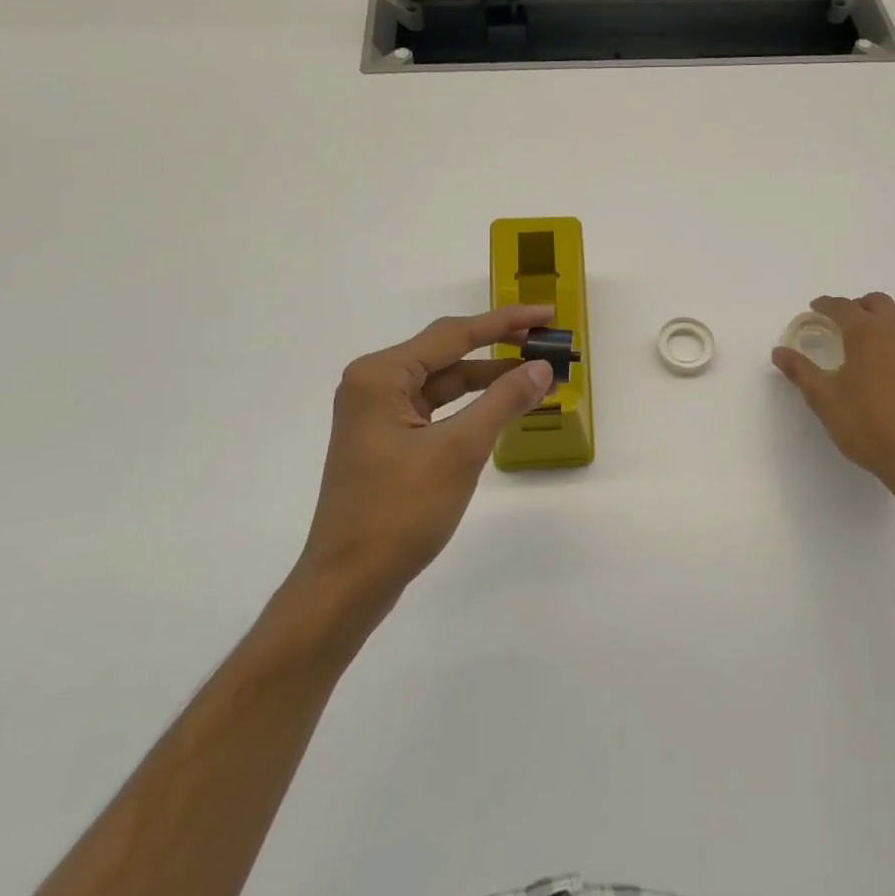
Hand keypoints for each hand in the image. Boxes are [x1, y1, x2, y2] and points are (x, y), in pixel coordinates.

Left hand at [297, 305, 556, 616]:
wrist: (348, 582)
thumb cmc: (400, 511)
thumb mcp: (460, 451)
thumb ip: (503, 401)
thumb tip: (541, 368)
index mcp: (381, 375)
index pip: (453, 334)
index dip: (505, 322)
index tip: (546, 314)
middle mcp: (374, 384)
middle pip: (446, 352)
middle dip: (498, 347)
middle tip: (545, 342)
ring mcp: (377, 413)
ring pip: (442, 382)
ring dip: (487, 379)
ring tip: (534, 376)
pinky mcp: (385, 440)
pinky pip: (435, 408)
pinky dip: (469, 405)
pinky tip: (500, 407)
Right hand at [772, 293, 894, 517]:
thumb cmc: (867, 426)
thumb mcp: (824, 400)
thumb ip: (800, 371)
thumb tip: (779, 351)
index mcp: (867, 333)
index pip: (842, 306)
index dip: (826, 305)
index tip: (816, 308)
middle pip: (879, 303)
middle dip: (859, 307)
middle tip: (844, 324)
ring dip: (886, 329)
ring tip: (873, 353)